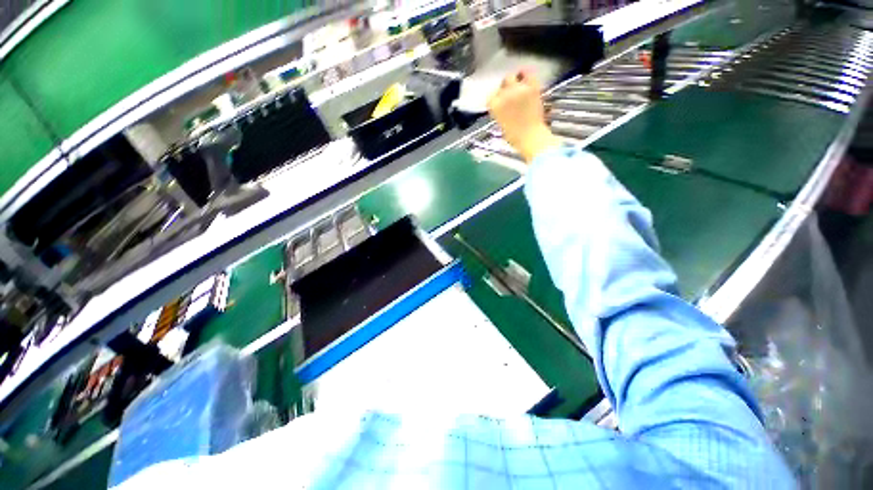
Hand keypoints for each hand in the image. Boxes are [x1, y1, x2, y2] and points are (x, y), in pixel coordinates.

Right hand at [487, 70, 559, 162]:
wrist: (530, 137)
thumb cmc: (515, 137)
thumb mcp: (501, 125)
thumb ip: (500, 112)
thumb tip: (503, 105)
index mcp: (494, 106)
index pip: (491, 97)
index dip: (496, 99)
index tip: (500, 103)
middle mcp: (504, 94)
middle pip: (502, 84)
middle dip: (506, 88)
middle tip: (511, 94)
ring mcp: (518, 89)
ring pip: (512, 77)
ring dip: (515, 81)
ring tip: (519, 87)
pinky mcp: (531, 87)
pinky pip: (528, 73)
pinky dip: (527, 75)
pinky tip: (527, 80)